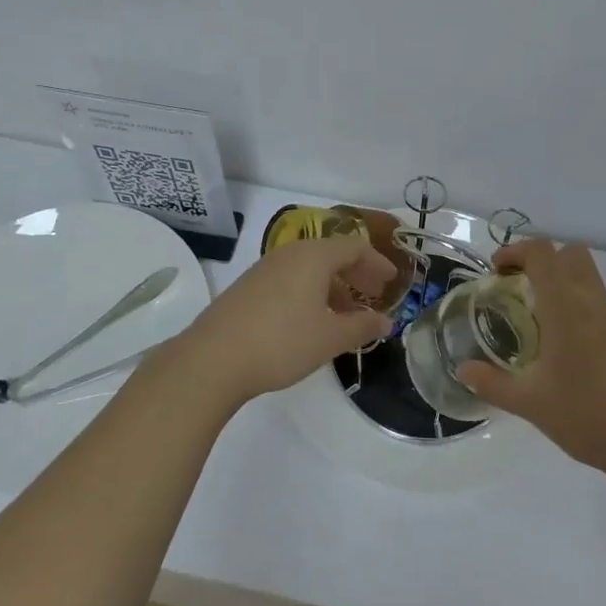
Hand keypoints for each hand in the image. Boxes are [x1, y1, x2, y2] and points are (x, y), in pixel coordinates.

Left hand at [172, 236, 394, 405]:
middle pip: (331, 254)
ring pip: (309, 269)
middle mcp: (289, 254)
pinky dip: (311, 293)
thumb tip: (386, 321)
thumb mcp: (330, 337)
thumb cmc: (281, 342)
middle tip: (375, 294)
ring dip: (333, 286)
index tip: (392, 281)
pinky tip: (312, 321)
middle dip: (356, 274)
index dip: (377, 262)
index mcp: (313, 256)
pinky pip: (290, 280)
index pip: (354, 247)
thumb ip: (362, 326)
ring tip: (346, 315)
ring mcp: (264, 269)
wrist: (212, 359)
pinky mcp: (248, 288)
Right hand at [461, 239, 605, 479]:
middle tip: (519, 288)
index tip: (497, 270)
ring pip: (589, 281)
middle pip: (572, 255)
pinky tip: (569, 356)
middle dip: (543, 261)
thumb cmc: (590, 416)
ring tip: (539, 325)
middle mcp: (594, 304)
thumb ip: (494, 384)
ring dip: (562, 287)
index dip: (516, 251)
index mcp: (567, 307)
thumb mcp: (532, 404)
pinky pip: (602, 309)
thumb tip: (463, 370)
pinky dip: (580, 313)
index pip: (543, 253)